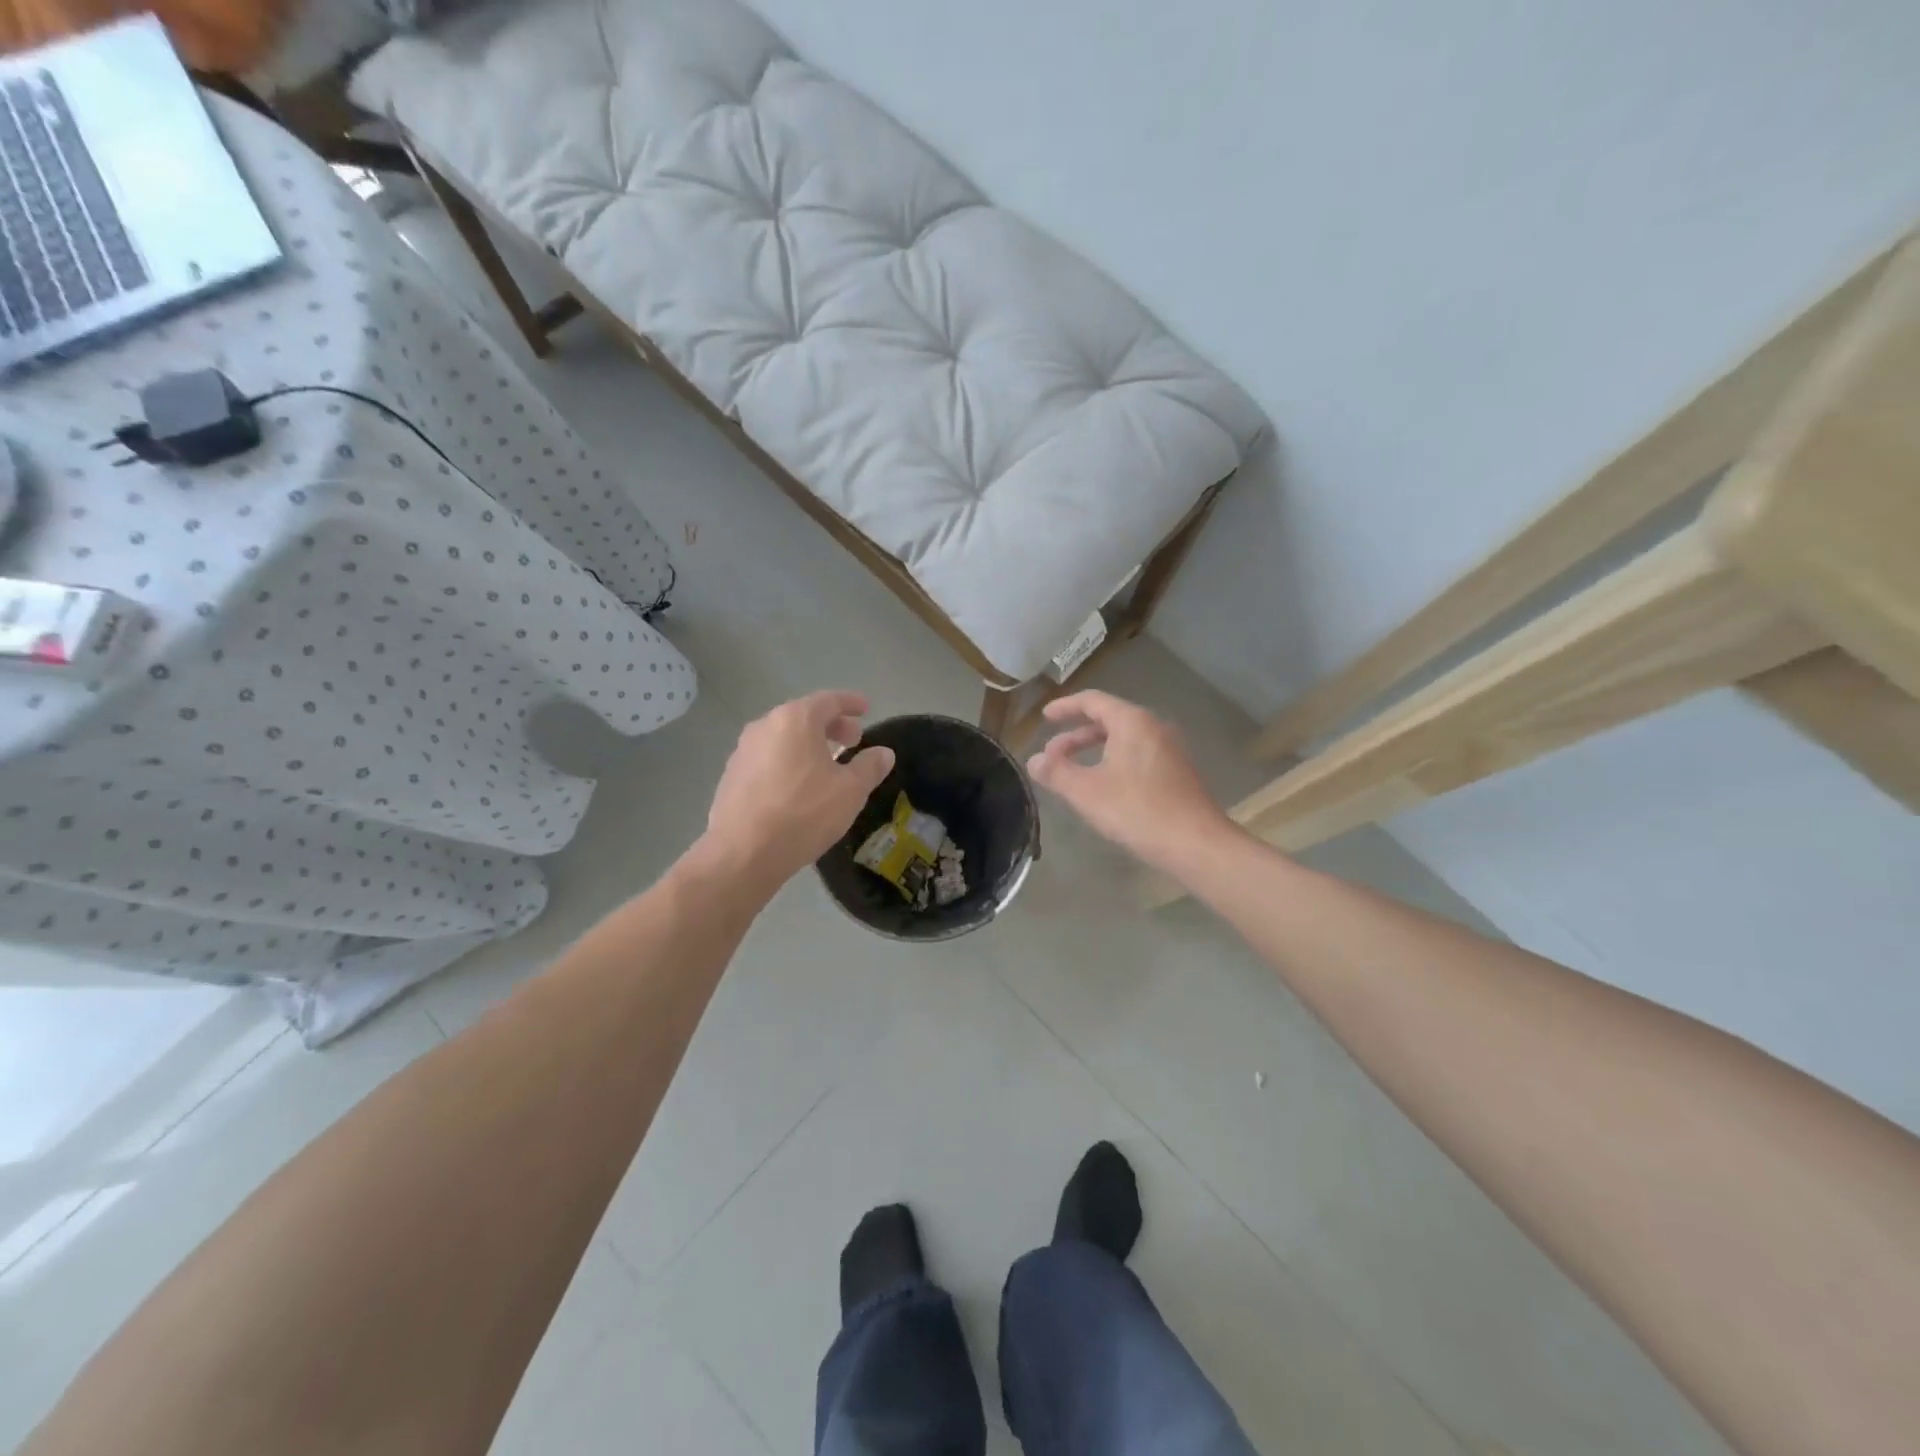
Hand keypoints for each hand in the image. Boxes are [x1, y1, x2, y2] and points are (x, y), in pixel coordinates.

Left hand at [698, 691, 894, 889]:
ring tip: (827, 764)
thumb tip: (883, 753)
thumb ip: (869, 767)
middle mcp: (765, 726)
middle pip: (804, 716)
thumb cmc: (804, 813)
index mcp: (795, 720)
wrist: (743, 852)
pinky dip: (788, 761)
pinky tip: (798, 786)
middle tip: (852, 741)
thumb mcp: (850, 791)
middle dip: (831, 725)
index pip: (829, 700)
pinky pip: (768, 758)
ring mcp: (743, 751)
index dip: (850, 702)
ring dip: (808, 744)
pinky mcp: (731, 776)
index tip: (866, 708)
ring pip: (783, 737)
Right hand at [1026, 691, 1229, 871]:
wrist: (1196, 844)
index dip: (1065, 707)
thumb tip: (1033, 761)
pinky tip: (1104, 787)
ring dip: (1095, 750)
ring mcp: (1170, 749)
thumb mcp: (1087, 792)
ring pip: (1124, 739)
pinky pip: (1138, 754)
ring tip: (1073, 772)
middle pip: (1109, 719)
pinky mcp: (1178, 771)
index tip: (1045, 717)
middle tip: (1052, 755)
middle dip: (1076, 735)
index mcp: (1132, 722)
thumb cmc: (1137, 811)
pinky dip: (1114, 761)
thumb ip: (1056, 772)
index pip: (1093, 701)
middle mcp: (1154, 727)